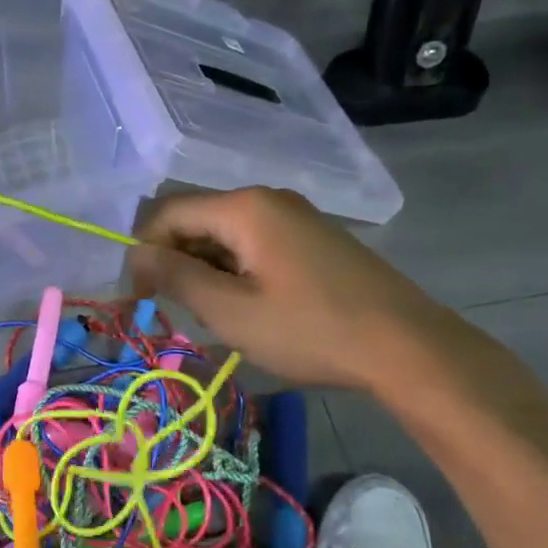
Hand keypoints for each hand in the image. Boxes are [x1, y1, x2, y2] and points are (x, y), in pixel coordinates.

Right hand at [127, 187, 448, 392]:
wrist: (409, 348)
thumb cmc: (311, 330)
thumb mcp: (232, 312)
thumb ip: (177, 277)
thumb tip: (138, 254)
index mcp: (245, 207)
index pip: (169, 212)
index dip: (145, 251)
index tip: (140, 296)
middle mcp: (268, 199)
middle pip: (198, 219)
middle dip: (175, 260)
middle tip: (174, 309)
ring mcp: (296, 215)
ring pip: (226, 233)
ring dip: (205, 268)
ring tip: (212, 313)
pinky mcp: (314, 237)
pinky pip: (255, 242)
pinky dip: (236, 269)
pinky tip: (246, 305)